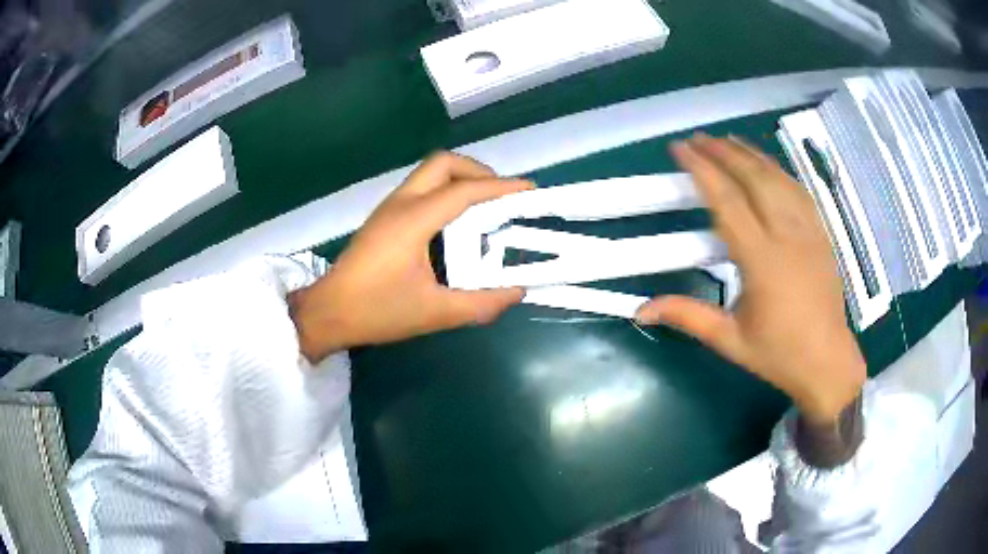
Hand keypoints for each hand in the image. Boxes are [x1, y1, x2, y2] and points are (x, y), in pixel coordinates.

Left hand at [289, 152, 533, 362]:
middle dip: (478, 172)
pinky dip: (446, 193)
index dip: (501, 187)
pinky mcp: (384, 218)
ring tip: (485, 209)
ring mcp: (389, 208)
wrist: (328, 313)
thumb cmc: (377, 311)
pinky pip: (421, 189)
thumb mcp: (434, 313)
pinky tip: (456, 224)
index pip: (464, 191)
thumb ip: (481, 304)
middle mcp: (401, 203)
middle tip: (502, 197)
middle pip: (444, 164)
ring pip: (430, 173)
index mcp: (414, 220)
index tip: (529, 190)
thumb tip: (516, 292)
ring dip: (461, 181)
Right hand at [635, 134, 865, 424]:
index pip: (727, 201)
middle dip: (723, 152)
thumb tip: (640, 311)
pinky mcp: (821, 234)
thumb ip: (687, 317)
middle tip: (698, 139)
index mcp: (762, 260)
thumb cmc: (778, 354)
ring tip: (727, 140)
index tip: (681, 149)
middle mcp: (787, 235)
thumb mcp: (729, 340)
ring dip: (750, 154)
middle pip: (753, 178)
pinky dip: (778, 170)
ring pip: (778, 179)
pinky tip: (766, 165)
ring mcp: (809, 231)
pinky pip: (799, 190)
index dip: (702, 169)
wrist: (827, 361)